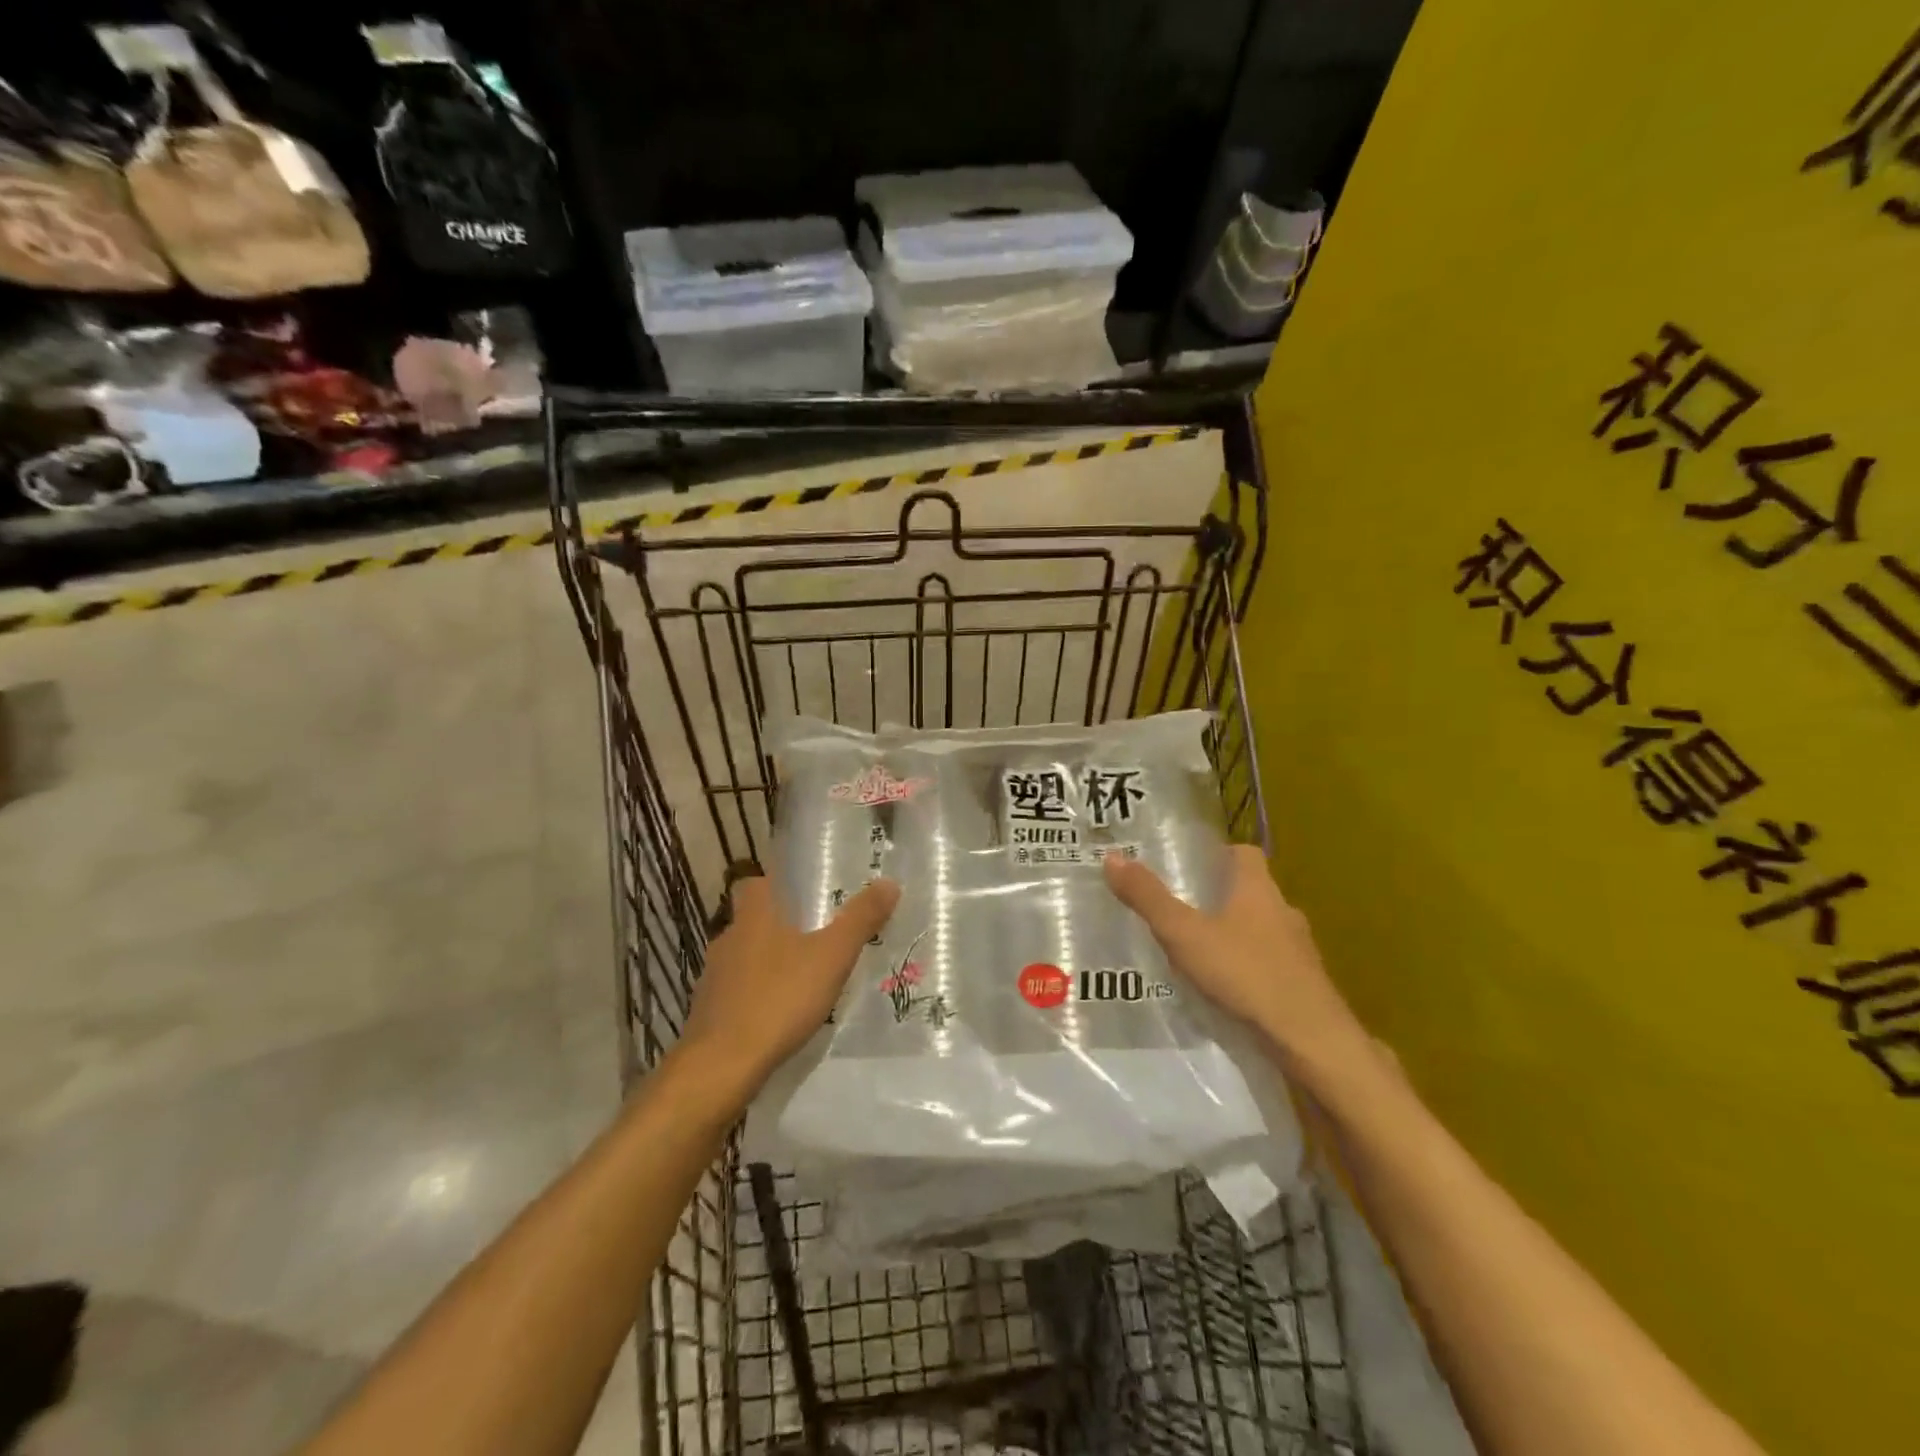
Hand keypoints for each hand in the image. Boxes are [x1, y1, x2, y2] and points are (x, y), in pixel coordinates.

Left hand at [676, 874, 899, 1096]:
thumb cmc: (778, 999)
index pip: (756, 883)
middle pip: (752, 921)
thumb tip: (889, 882)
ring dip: (767, 964)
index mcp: (753, 917)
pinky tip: (777, 1016)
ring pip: (743, 958)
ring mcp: (713, 977)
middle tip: (815, 938)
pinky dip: (754, 997)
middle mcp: (727, 939)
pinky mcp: (707, 1012)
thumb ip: (860, 920)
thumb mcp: (832, 957)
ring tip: (801, 980)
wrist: (721, 1066)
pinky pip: (735, 993)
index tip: (804, 895)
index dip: (778, 884)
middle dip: (780, 927)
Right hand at [1104, 846, 1373, 1089]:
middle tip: (1180, 908)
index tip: (1188, 864)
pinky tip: (1226, 988)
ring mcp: (1298, 950)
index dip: (1218, 854)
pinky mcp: (1304, 984)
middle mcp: (1283, 911)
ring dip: (1235, 934)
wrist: (1311, 1040)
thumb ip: (1148, 899)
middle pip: (1251, 891)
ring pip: (1262, 929)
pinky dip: (1249, 967)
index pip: (1244, 853)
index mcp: (1258, 889)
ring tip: (1198, 951)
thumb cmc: (1246, 974)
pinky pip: (1271, 963)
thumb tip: (1112, 858)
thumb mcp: (1184, 935)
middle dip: (1219, 897)